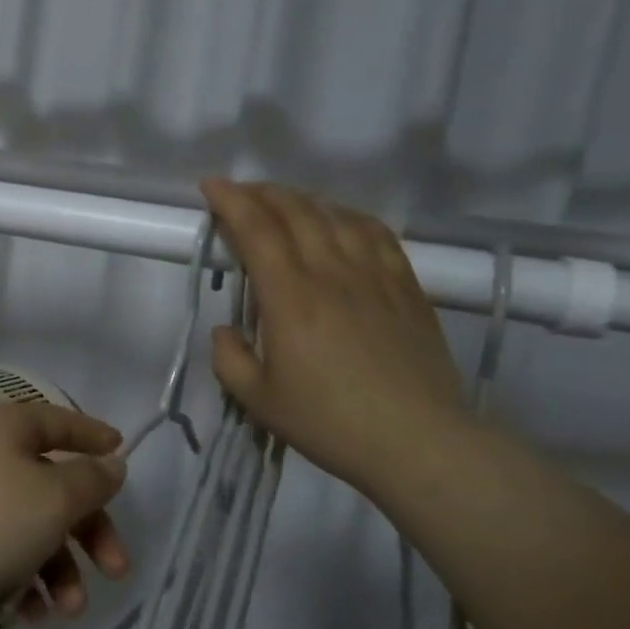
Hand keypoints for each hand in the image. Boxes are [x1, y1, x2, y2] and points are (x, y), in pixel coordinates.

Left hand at [0, 402, 129, 628]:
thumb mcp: (53, 498)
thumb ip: (90, 479)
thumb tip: (110, 462)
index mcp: (6, 428)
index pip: (60, 421)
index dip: (94, 435)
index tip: (123, 453)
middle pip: (53, 484)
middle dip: (89, 530)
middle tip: (117, 570)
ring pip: (31, 525)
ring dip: (59, 567)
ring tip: (69, 608)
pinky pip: (2, 549)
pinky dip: (23, 578)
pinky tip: (30, 613)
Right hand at [200, 179, 468, 503]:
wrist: (419, 443)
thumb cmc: (330, 422)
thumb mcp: (257, 399)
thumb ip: (228, 358)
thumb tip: (227, 330)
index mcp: (290, 297)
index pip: (256, 229)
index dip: (230, 200)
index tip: (210, 185)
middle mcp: (332, 272)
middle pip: (295, 211)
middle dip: (260, 192)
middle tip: (238, 193)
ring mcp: (375, 275)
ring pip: (334, 215)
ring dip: (301, 200)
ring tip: (282, 204)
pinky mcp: (406, 286)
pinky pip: (376, 233)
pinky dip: (348, 216)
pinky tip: (339, 221)